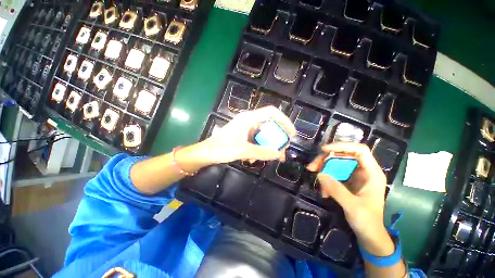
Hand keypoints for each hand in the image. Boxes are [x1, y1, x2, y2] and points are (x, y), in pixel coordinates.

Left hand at [204, 106, 295, 163]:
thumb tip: (279, 154)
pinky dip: (260, 148)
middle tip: (282, 150)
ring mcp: (246, 128)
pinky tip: (255, 159)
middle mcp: (249, 120)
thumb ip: (261, 152)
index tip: (291, 133)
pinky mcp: (244, 134)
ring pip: (264, 134)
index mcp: (248, 118)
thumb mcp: (243, 151)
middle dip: (278, 138)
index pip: (271, 112)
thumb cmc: (221, 148)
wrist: (207, 152)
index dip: (284, 120)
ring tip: (272, 158)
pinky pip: (257, 139)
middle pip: (270, 125)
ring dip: (269, 145)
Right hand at [307, 142, 393, 255]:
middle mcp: (363, 171)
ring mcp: (354, 176)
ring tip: (313, 175)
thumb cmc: (367, 221)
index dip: (342, 146)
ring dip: (323, 168)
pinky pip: (333, 173)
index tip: (324, 150)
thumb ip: (337, 190)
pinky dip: (325, 179)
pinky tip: (323, 190)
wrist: (369, 234)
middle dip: (326, 159)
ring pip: (335, 163)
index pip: (359, 150)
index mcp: (371, 173)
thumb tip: (320, 174)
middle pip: (342, 155)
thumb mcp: (352, 206)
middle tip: (312, 166)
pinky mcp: (347, 181)